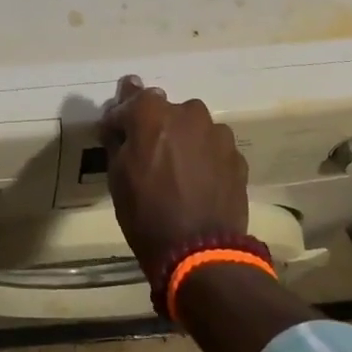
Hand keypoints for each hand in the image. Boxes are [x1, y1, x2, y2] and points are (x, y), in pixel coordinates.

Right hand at [100, 75, 248, 272]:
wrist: (200, 251)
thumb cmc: (146, 212)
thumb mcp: (117, 175)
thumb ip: (118, 140)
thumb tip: (117, 124)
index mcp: (152, 112)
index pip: (130, 99)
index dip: (120, 118)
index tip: (115, 133)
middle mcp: (188, 113)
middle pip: (166, 112)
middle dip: (156, 127)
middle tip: (149, 155)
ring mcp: (217, 134)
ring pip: (194, 129)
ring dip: (184, 141)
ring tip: (178, 172)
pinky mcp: (237, 157)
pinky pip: (213, 149)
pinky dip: (205, 159)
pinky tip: (199, 184)